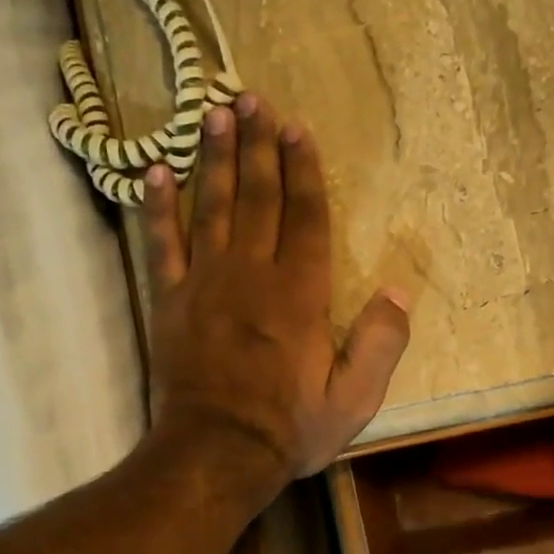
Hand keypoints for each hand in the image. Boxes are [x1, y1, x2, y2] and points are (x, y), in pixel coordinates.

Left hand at [140, 94, 410, 491]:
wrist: (215, 455)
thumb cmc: (291, 427)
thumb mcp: (355, 398)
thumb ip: (381, 342)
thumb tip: (399, 290)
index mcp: (300, 293)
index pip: (304, 216)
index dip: (302, 169)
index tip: (295, 127)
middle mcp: (252, 274)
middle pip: (257, 197)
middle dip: (257, 146)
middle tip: (251, 98)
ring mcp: (205, 284)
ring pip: (211, 207)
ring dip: (214, 158)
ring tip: (214, 114)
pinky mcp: (170, 301)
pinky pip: (162, 244)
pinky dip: (157, 207)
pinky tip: (154, 170)